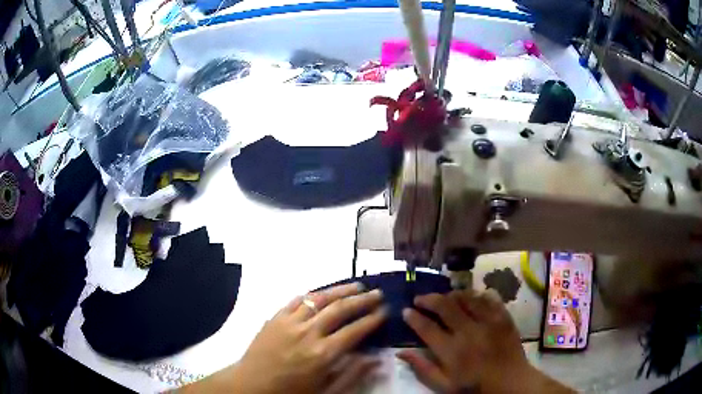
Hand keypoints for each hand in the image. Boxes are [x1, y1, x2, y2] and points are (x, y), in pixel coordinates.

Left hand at [181, 283, 386, 393]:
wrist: (251, 385)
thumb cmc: (291, 391)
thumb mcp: (325, 391)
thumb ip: (352, 375)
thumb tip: (375, 359)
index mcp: (322, 354)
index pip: (354, 330)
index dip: (372, 319)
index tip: (385, 311)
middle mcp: (308, 333)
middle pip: (340, 309)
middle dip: (362, 300)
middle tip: (377, 293)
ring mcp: (289, 322)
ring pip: (319, 298)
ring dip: (340, 290)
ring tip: (357, 285)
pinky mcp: (275, 318)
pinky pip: (296, 300)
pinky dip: (313, 294)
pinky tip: (322, 292)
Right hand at [398, 289, 572, 392]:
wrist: (510, 382)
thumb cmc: (474, 387)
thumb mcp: (445, 385)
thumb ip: (423, 368)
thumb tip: (401, 352)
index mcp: (452, 351)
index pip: (426, 328)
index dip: (413, 317)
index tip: (406, 311)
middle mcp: (468, 332)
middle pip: (445, 306)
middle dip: (428, 299)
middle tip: (420, 299)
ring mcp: (488, 322)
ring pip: (466, 297)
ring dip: (452, 294)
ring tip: (444, 297)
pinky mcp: (503, 317)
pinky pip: (489, 298)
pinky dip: (477, 295)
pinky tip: (471, 298)